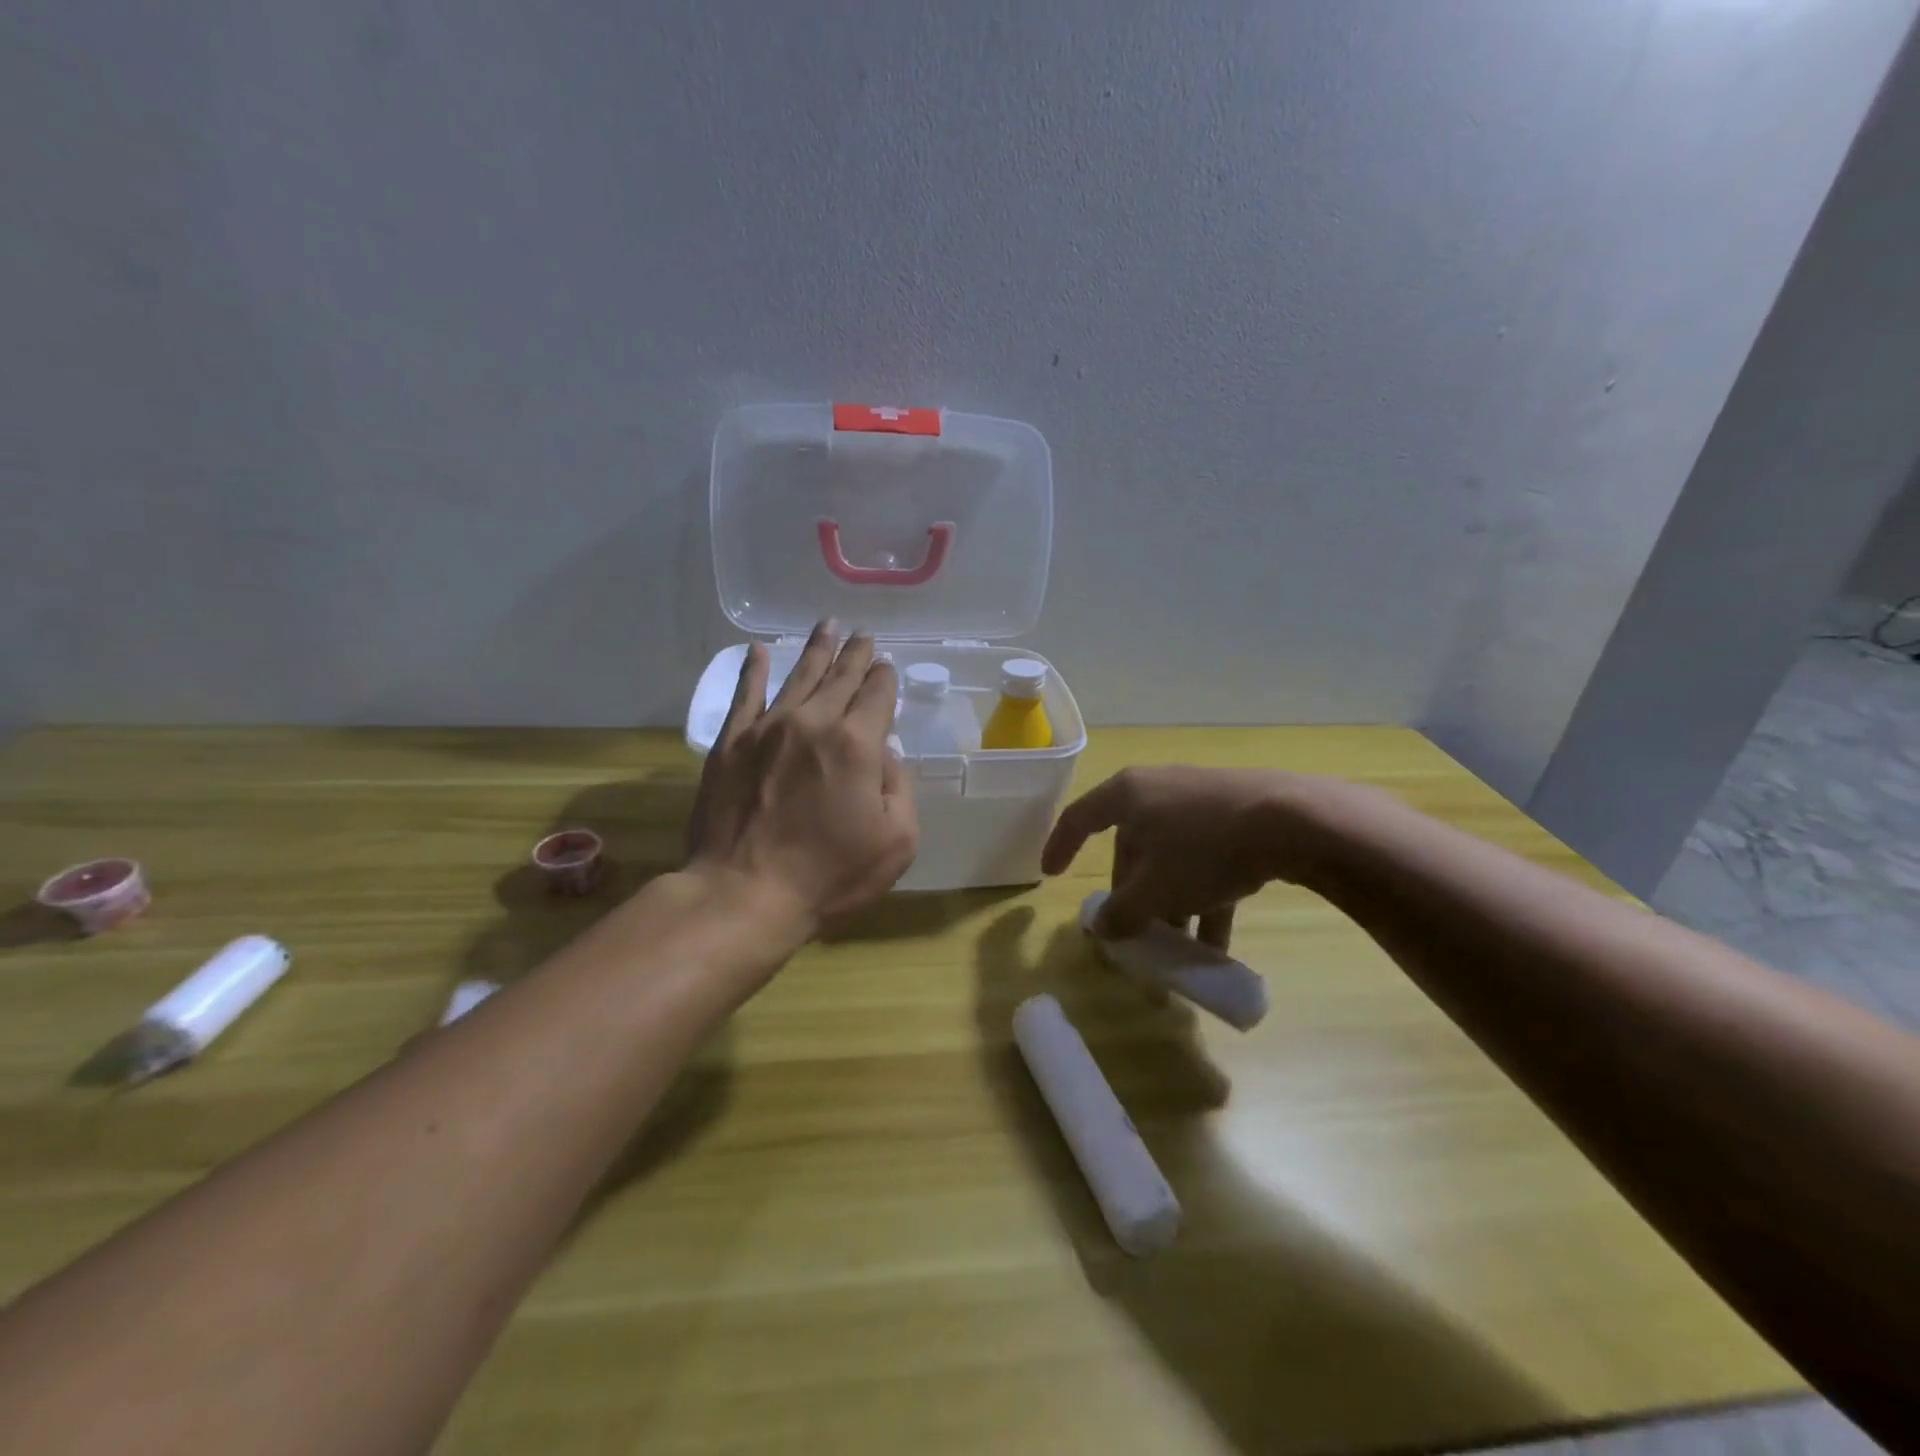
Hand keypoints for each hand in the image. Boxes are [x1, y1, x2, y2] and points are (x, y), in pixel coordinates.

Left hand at [687, 620, 918, 928]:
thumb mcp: (896, 841)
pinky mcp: (731, 743)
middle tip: (863, 634)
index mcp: (857, 743)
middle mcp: (813, 722)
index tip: (886, 667)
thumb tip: (886, 753)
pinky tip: (757, 651)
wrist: (745, 892)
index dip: (885, 678)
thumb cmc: (829, 874)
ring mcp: (767, 729)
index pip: (877, 695)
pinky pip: (745, 695)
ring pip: (798, 676)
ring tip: (827, 625)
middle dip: (855, 654)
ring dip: (816, 650)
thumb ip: (899, 788)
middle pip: (840, 677)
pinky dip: (752, 670)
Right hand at [1041, 766, 1306, 949]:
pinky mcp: (1236, 814)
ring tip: (1180, 948)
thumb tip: (1102, 929)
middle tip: (1135, 932)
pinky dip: (1202, 895)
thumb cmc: (1203, 850)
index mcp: (1127, 795)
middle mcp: (1158, 790)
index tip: (1050, 874)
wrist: (1293, 821)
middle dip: (1132, 895)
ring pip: (1171, 858)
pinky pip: (1204, 858)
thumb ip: (1121, 913)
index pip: (1078, 818)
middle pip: (1131, 846)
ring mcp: (1199, 800)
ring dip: (1170, 904)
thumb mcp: (1154, 891)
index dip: (1060, 846)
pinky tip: (1218, 941)